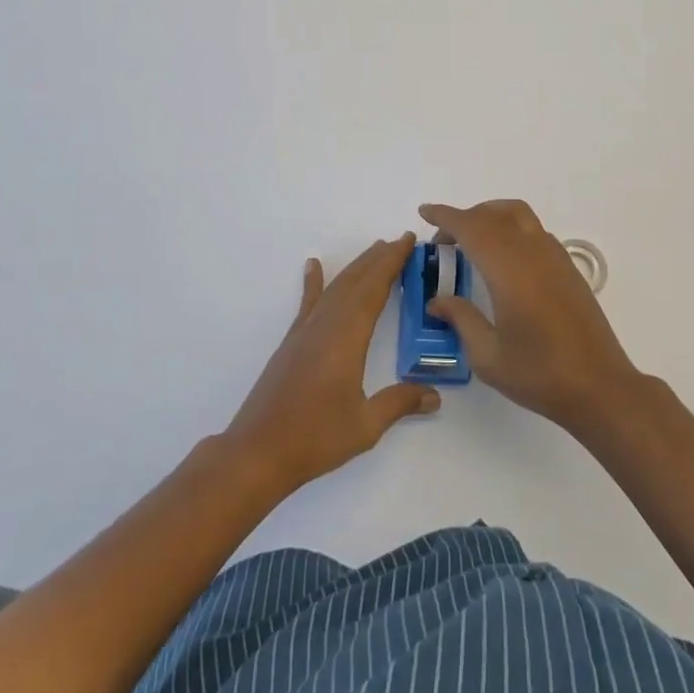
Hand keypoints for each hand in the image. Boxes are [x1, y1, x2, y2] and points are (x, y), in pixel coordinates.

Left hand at [224, 234, 438, 495]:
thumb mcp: (365, 425)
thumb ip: (399, 404)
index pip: (374, 288)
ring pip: (335, 287)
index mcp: (347, 337)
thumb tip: (435, 396)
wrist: (258, 452)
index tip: (407, 241)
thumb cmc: (315, 438)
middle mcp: (326, 324)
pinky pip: (308, 302)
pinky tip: (312, 266)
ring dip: (356, 267)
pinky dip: (313, 282)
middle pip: (355, 281)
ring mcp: (305, 331)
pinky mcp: (292, 342)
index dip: (392, 263)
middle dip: (378, 258)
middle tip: (399, 241)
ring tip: (374, 250)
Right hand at [420, 200, 642, 434]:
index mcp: (509, 269)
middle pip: (493, 215)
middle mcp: (532, 252)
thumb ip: (461, 319)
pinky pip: (534, 231)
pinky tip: (504, 259)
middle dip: (464, 218)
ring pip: (518, 215)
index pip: (471, 228)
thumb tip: (437, 301)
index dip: (445, 216)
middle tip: (443, 241)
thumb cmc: (539, 374)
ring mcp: (555, 257)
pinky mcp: (568, 267)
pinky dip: (511, 229)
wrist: (600, 387)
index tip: (425, 212)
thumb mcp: (488, 355)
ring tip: (472, 241)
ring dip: (490, 217)